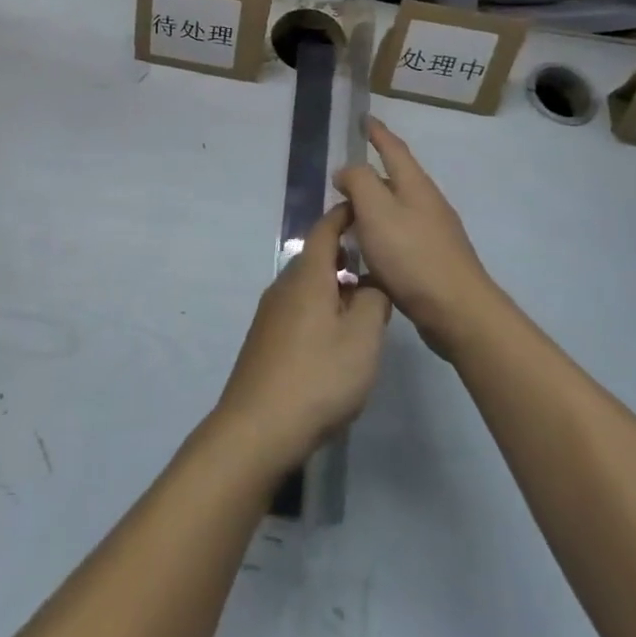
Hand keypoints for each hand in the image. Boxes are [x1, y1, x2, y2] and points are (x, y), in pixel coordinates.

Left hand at [213, 202, 390, 476]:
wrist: (257, 428)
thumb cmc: (317, 376)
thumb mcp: (363, 338)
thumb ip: (374, 302)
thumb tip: (372, 285)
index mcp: (306, 276)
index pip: (325, 229)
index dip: (345, 215)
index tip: (366, 208)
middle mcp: (283, 286)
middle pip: (315, 258)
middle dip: (345, 255)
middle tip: (377, 263)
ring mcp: (270, 314)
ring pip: (307, 286)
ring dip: (334, 286)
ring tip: (364, 303)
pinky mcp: (265, 341)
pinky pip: (298, 309)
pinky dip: (321, 309)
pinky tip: (336, 338)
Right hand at [334, 117, 496, 358]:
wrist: (457, 311)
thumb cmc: (412, 255)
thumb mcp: (376, 210)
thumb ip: (359, 182)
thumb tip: (347, 171)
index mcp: (415, 185)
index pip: (393, 148)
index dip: (377, 133)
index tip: (364, 118)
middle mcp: (427, 203)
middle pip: (396, 179)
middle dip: (371, 174)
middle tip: (342, 177)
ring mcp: (433, 233)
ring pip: (396, 210)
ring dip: (373, 208)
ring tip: (347, 215)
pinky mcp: (431, 262)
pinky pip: (398, 238)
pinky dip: (378, 238)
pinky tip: (364, 255)